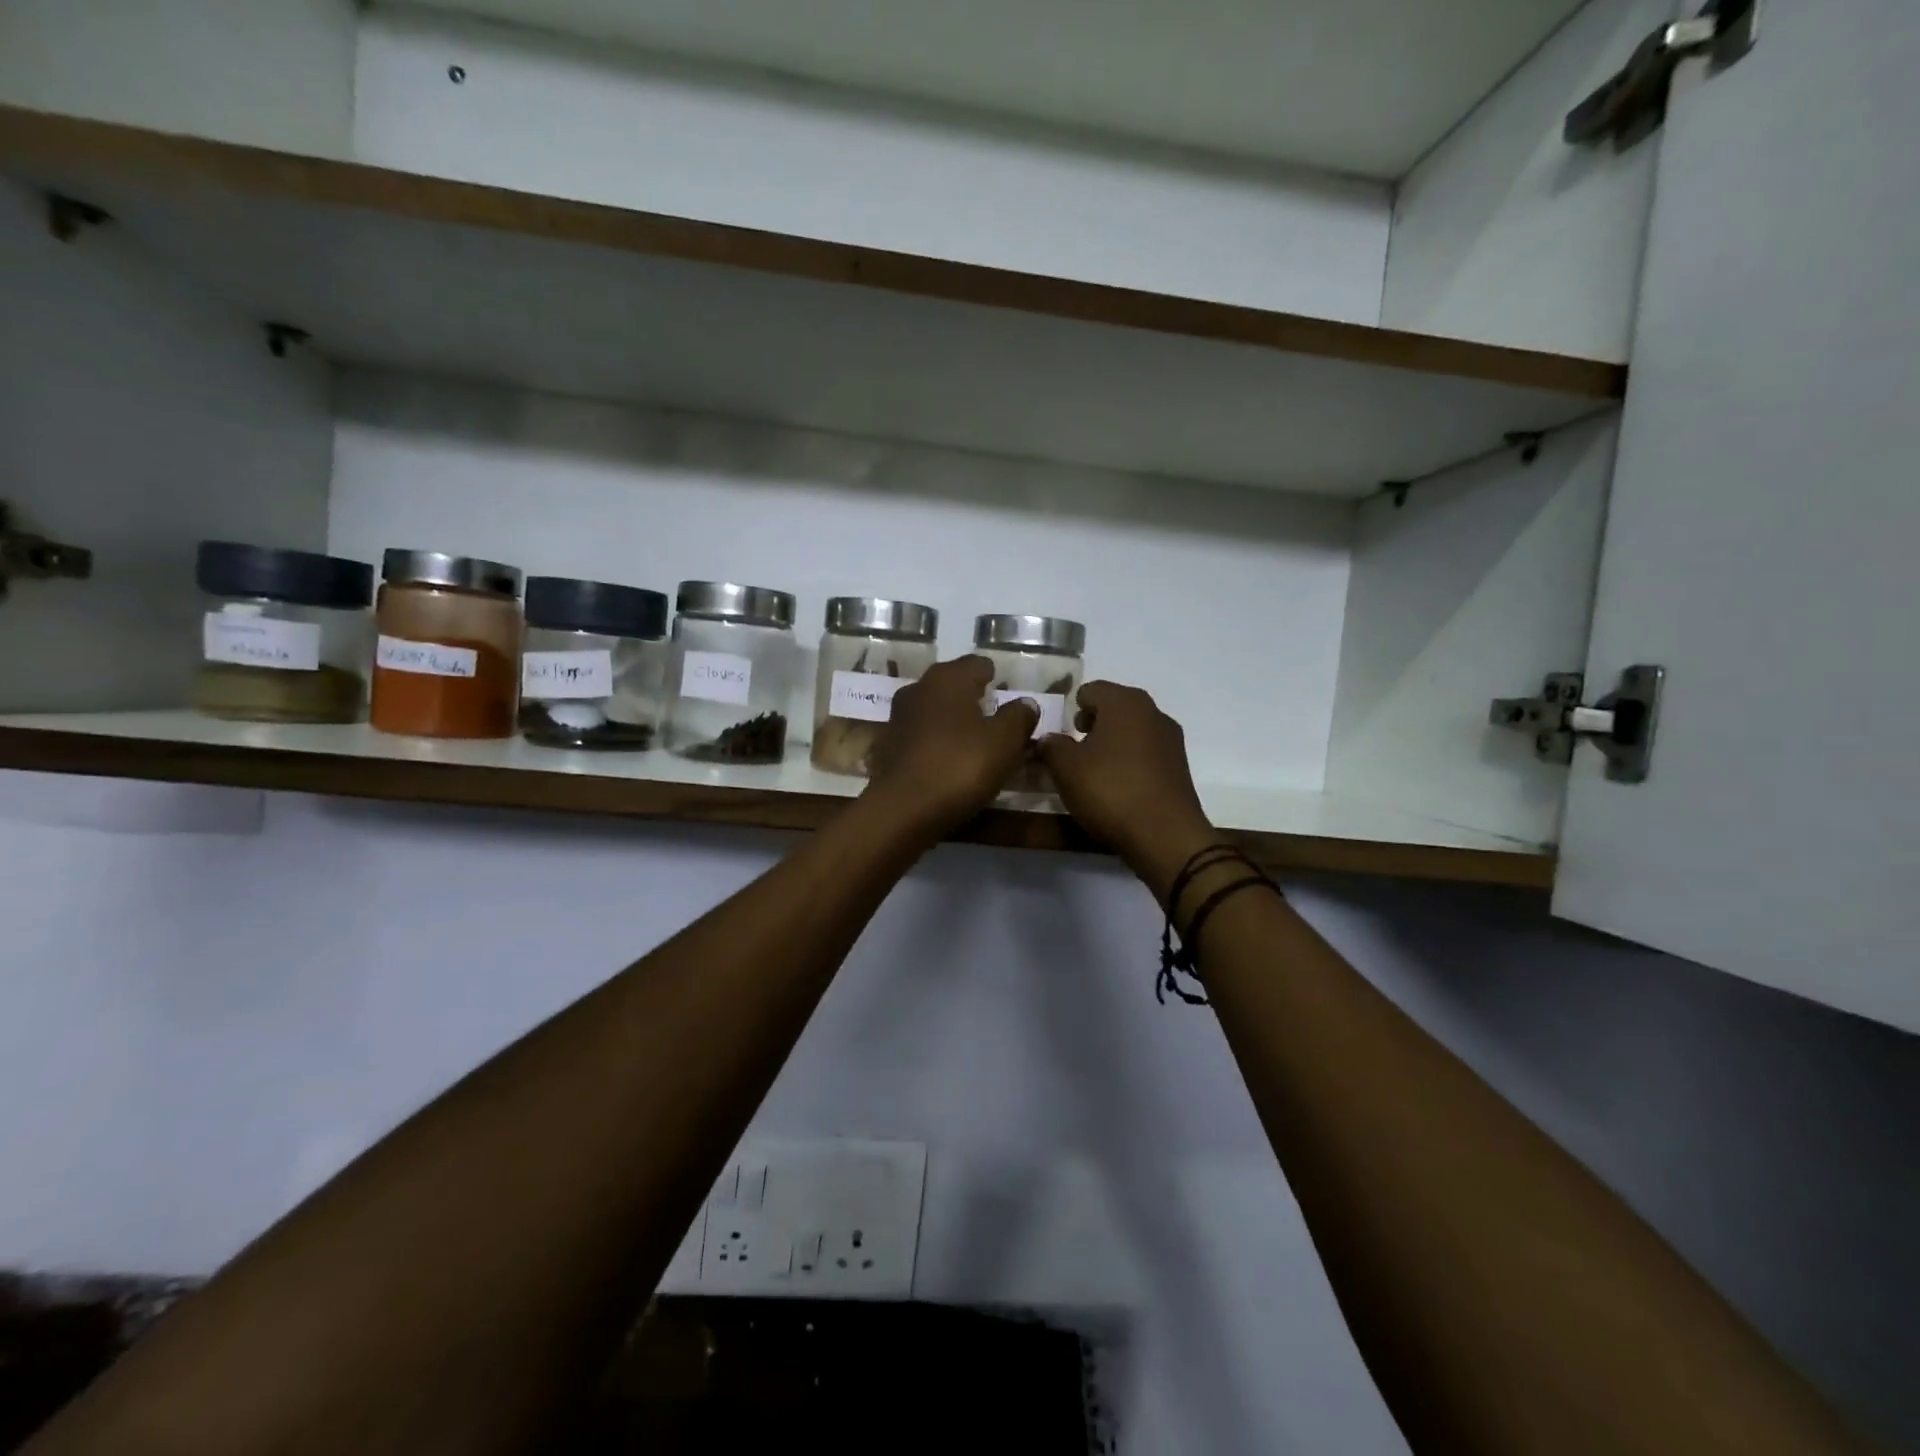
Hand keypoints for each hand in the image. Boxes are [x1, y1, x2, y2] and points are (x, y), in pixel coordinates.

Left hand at [865, 655, 1037, 837]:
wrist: (903, 810)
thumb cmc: (960, 765)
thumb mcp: (1005, 741)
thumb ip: (1019, 717)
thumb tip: (1025, 703)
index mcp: (948, 678)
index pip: (977, 664)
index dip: (994, 676)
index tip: (1006, 692)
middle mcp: (918, 689)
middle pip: (952, 686)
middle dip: (973, 699)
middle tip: (995, 718)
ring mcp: (898, 719)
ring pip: (935, 712)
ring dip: (954, 722)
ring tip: (975, 743)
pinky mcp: (887, 748)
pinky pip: (921, 738)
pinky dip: (937, 744)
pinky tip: (949, 763)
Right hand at [1039, 681, 1222, 887]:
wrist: (1165, 835)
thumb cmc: (1110, 790)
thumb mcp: (1066, 768)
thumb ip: (1051, 746)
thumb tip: (1049, 739)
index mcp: (1125, 702)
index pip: (1092, 690)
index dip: (1072, 706)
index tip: (1059, 729)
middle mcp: (1153, 712)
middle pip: (1115, 708)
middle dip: (1092, 724)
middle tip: (1072, 747)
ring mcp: (1170, 740)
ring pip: (1132, 731)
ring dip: (1111, 743)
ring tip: (1092, 770)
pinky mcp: (1179, 767)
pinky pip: (1146, 753)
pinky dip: (1129, 761)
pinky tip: (1116, 785)